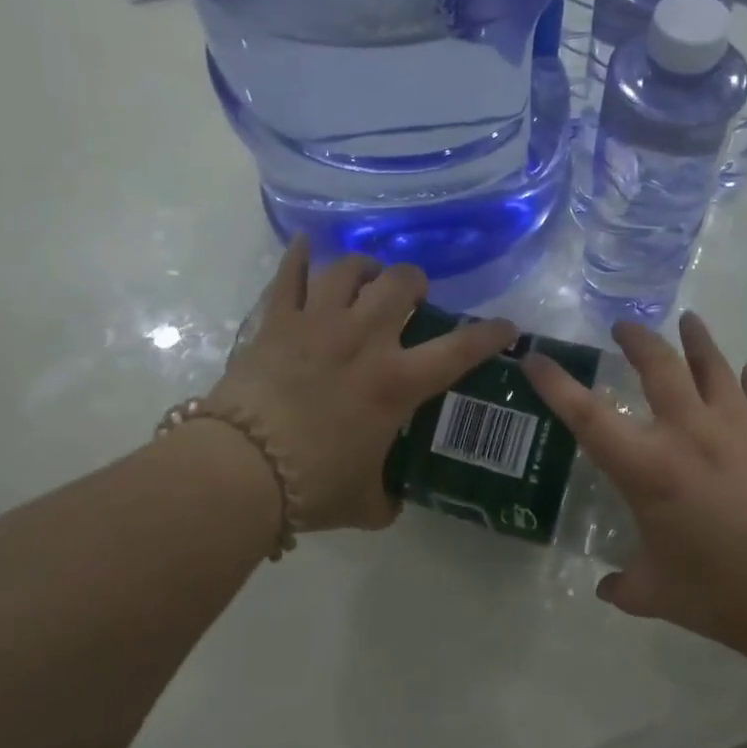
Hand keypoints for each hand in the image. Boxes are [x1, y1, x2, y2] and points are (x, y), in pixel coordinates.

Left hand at [206, 238, 517, 531]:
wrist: (241, 470)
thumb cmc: (312, 485)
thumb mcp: (366, 502)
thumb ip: (387, 496)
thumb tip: (391, 499)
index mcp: (396, 381)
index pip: (460, 349)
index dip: (491, 333)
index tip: (505, 327)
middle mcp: (365, 339)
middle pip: (401, 282)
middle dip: (415, 282)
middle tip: (412, 297)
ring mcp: (319, 322)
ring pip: (349, 268)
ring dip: (365, 267)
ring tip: (366, 275)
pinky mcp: (277, 320)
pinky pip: (290, 274)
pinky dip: (299, 255)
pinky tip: (306, 244)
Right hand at [523, 311, 746, 664]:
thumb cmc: (724, 595)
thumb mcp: (658, 594)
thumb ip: (625, 585)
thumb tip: (606, 588)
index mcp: (648, 468)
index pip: (587, 415)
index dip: (555, 384)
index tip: (536, 358)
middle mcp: (688, 432)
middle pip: (657, 364)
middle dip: (636, 339)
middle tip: (623, 327)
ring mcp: (738, 426)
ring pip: (713, 364)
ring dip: (696, 339)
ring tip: (688, 321)